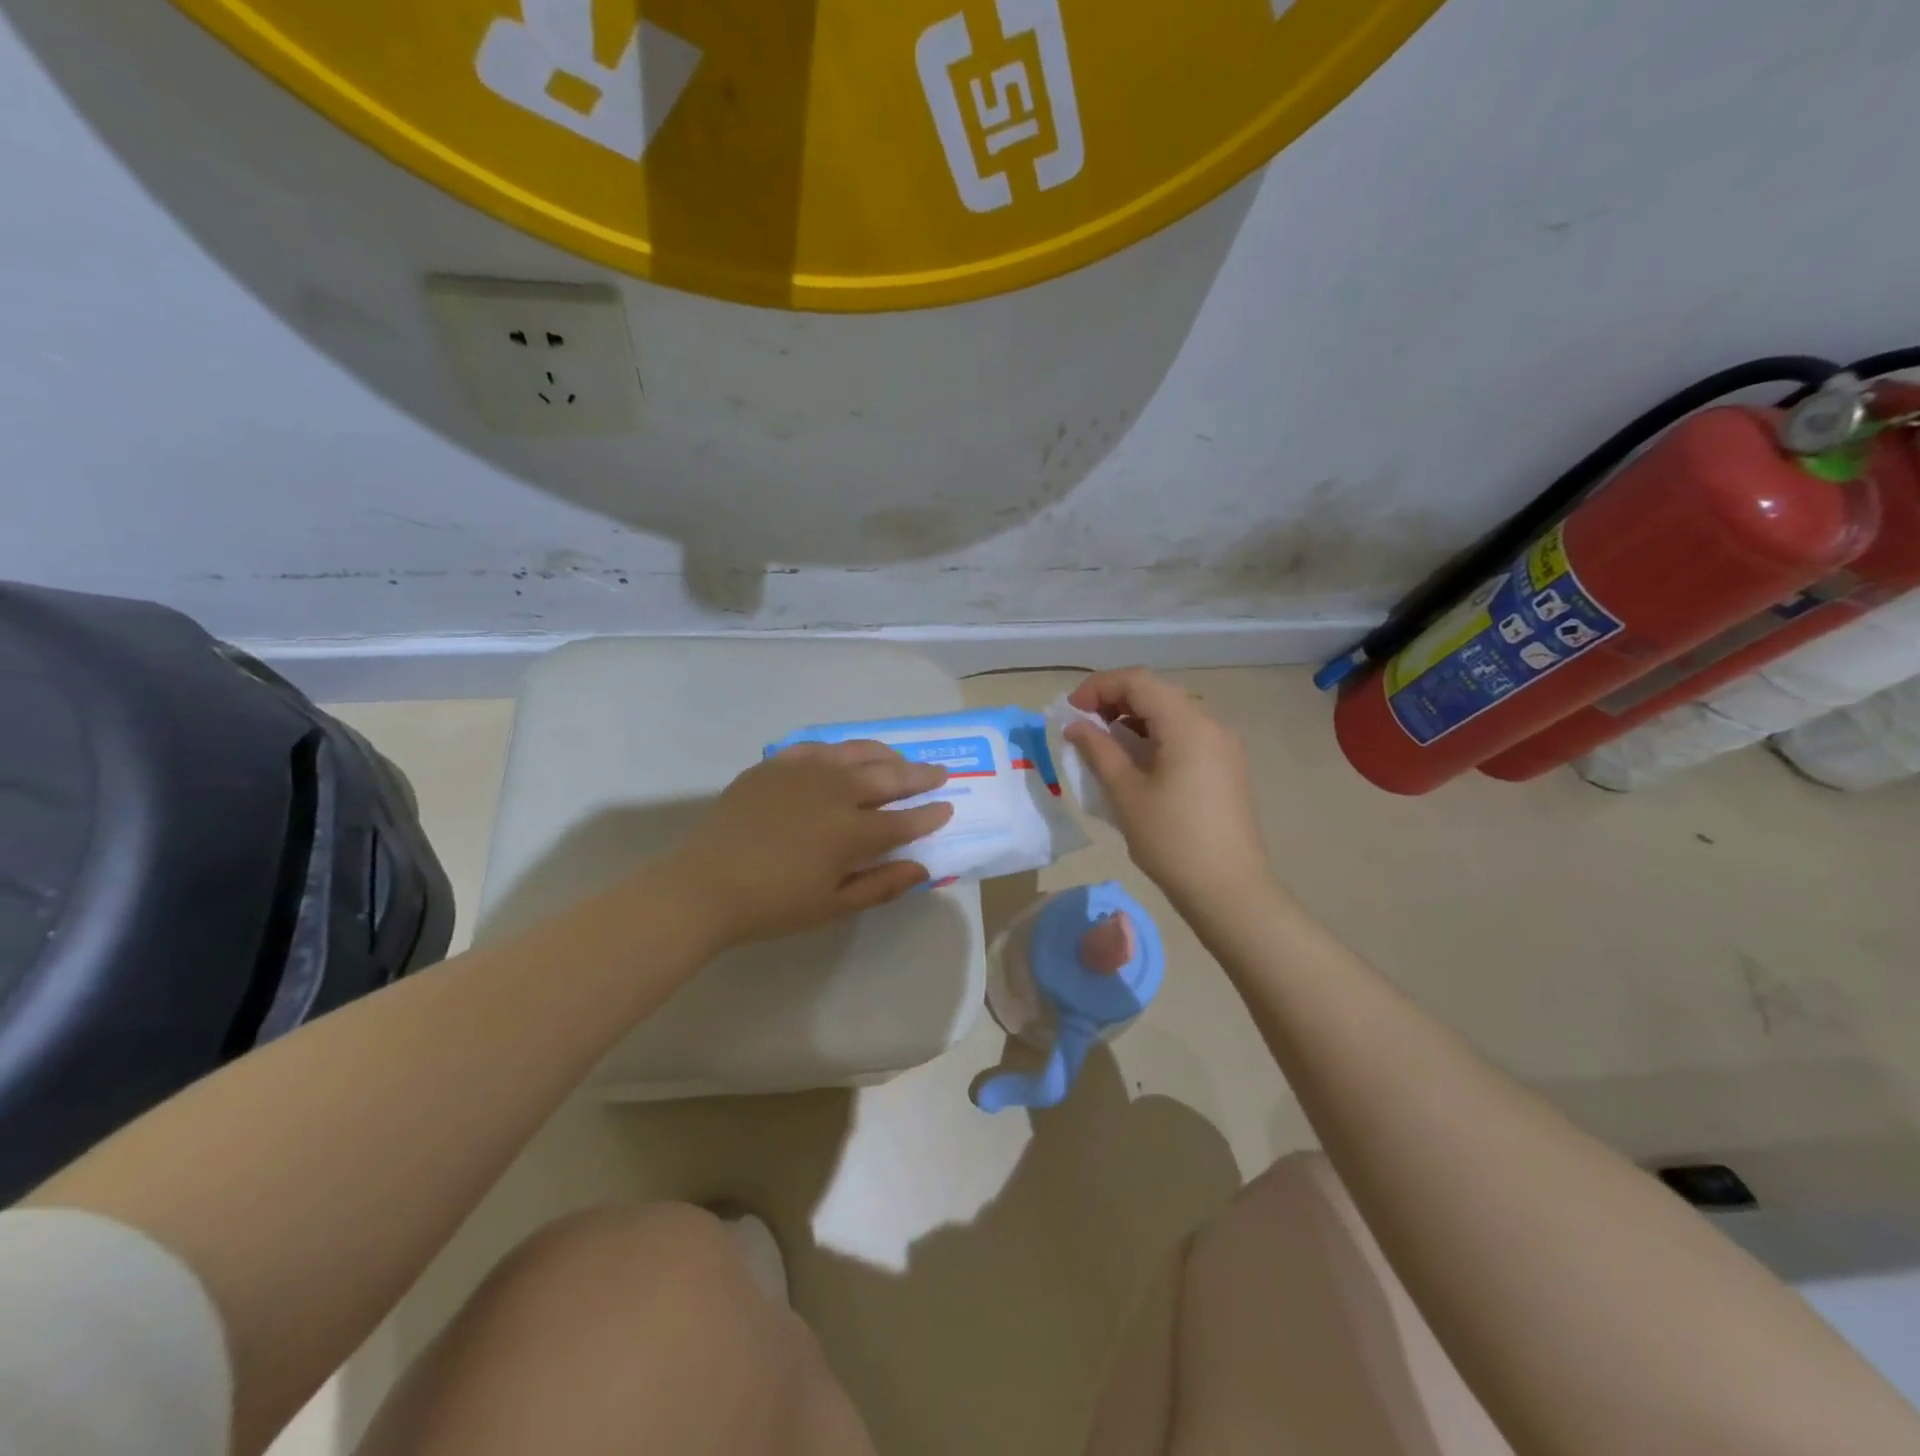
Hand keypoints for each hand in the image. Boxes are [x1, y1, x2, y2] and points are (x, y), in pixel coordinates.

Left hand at [662, 741, 954, 950]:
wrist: (704, 887)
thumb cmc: (773, 905)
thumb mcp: (832, 906)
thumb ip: (881, 885)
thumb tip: (921, 868)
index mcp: (851, 832)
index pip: (904, 820)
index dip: (929, 815)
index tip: (947, 808)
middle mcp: (834, 792)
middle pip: (887, 777)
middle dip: (918, 775)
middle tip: (938, 772)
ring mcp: (804, 772)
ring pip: (856, 753)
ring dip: (885, 755)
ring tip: (900, 758)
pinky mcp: (775, 766)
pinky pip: (817, 747)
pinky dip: (840, 749)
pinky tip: (846, 755)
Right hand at [1065, 668, 1275, 917]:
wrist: (1229, 890)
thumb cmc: (1171, 840)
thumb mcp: (1126, 793)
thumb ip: (1098, 751)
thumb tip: (1075, 726)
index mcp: (1187, 724)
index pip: (1138, 681)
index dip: (1099, 687)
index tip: (1071, 711)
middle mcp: (1211, 724)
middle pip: (1157, 692)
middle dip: (1116, 700)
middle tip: (1085, 726)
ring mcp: (1224, 745)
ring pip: (1173, 713)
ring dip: (1135, 719)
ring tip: (1107, 745)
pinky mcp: (1227, 766)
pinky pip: (1187, 734)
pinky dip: (1157, 736)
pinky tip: (1138, 762)